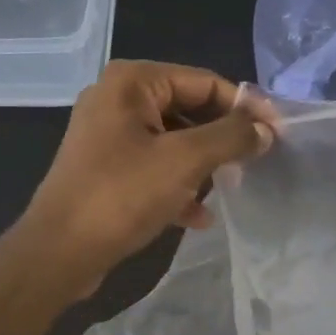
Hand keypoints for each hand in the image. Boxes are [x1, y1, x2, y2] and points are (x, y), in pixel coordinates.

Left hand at [22, 60, 273, 293]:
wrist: (58, 253)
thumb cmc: (122, 195)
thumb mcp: (185, 160)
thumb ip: (231, 137)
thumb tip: (266, 128)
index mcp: (132, 82)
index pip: (204, 82)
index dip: (244, 106)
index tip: (277, 133)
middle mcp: (116, 99)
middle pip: (188, 109)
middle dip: (221, 138)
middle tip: (255, 162)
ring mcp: (107, 135)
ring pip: (172, 140)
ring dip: (202, 164)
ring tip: (228, 188)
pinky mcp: (104, 168)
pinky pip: (152, 166)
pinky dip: (177, 185)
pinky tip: (198, 217)